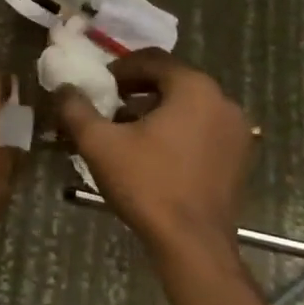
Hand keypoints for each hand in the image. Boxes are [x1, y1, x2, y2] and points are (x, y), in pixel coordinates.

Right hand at [54, 51, 256, 254]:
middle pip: (172, 81)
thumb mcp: (100, 144)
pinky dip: (179, 130)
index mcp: (194, 88)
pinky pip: (203, 129)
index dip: (121, 68)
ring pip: (189, 106)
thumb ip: (76, 109)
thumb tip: (64, 88)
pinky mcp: (240, 157)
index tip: (100, 85)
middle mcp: (222, 101)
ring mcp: (237, 131)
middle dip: (137, 90)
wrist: (193, 245)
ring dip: (157, 111)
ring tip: (128, 133)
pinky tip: (155, 154)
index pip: (152, 59)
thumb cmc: (148, 185)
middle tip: (109, 107)